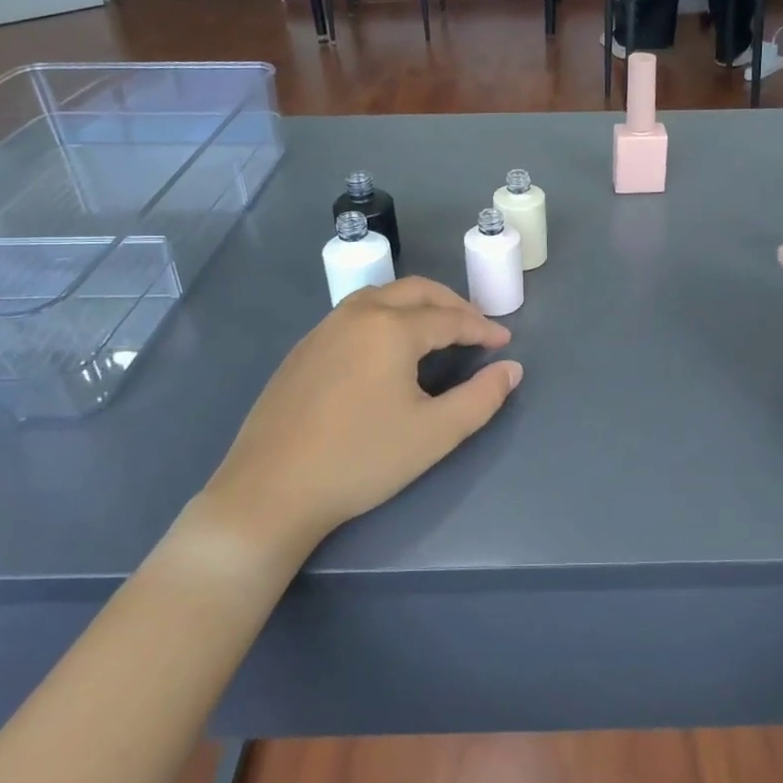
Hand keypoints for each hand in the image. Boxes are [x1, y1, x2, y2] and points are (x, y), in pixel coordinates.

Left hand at [195, 278, 521, 558]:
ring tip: (437, 332)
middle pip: (415, 292)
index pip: (450, 318)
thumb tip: (511, 369)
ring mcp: (323, 329)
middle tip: (476, 328)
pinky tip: (387, 351)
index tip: (504, 342)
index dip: (482, 328)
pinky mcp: (302, 350)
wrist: (271, 491)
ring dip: (417, 306)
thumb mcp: (435, 434)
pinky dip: (385, 318)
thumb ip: (482, 398)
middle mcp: (356, 314)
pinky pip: (354, 315)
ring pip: (381, 297)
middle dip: (452, 304)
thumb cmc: (361, 460)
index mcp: (391, 328)